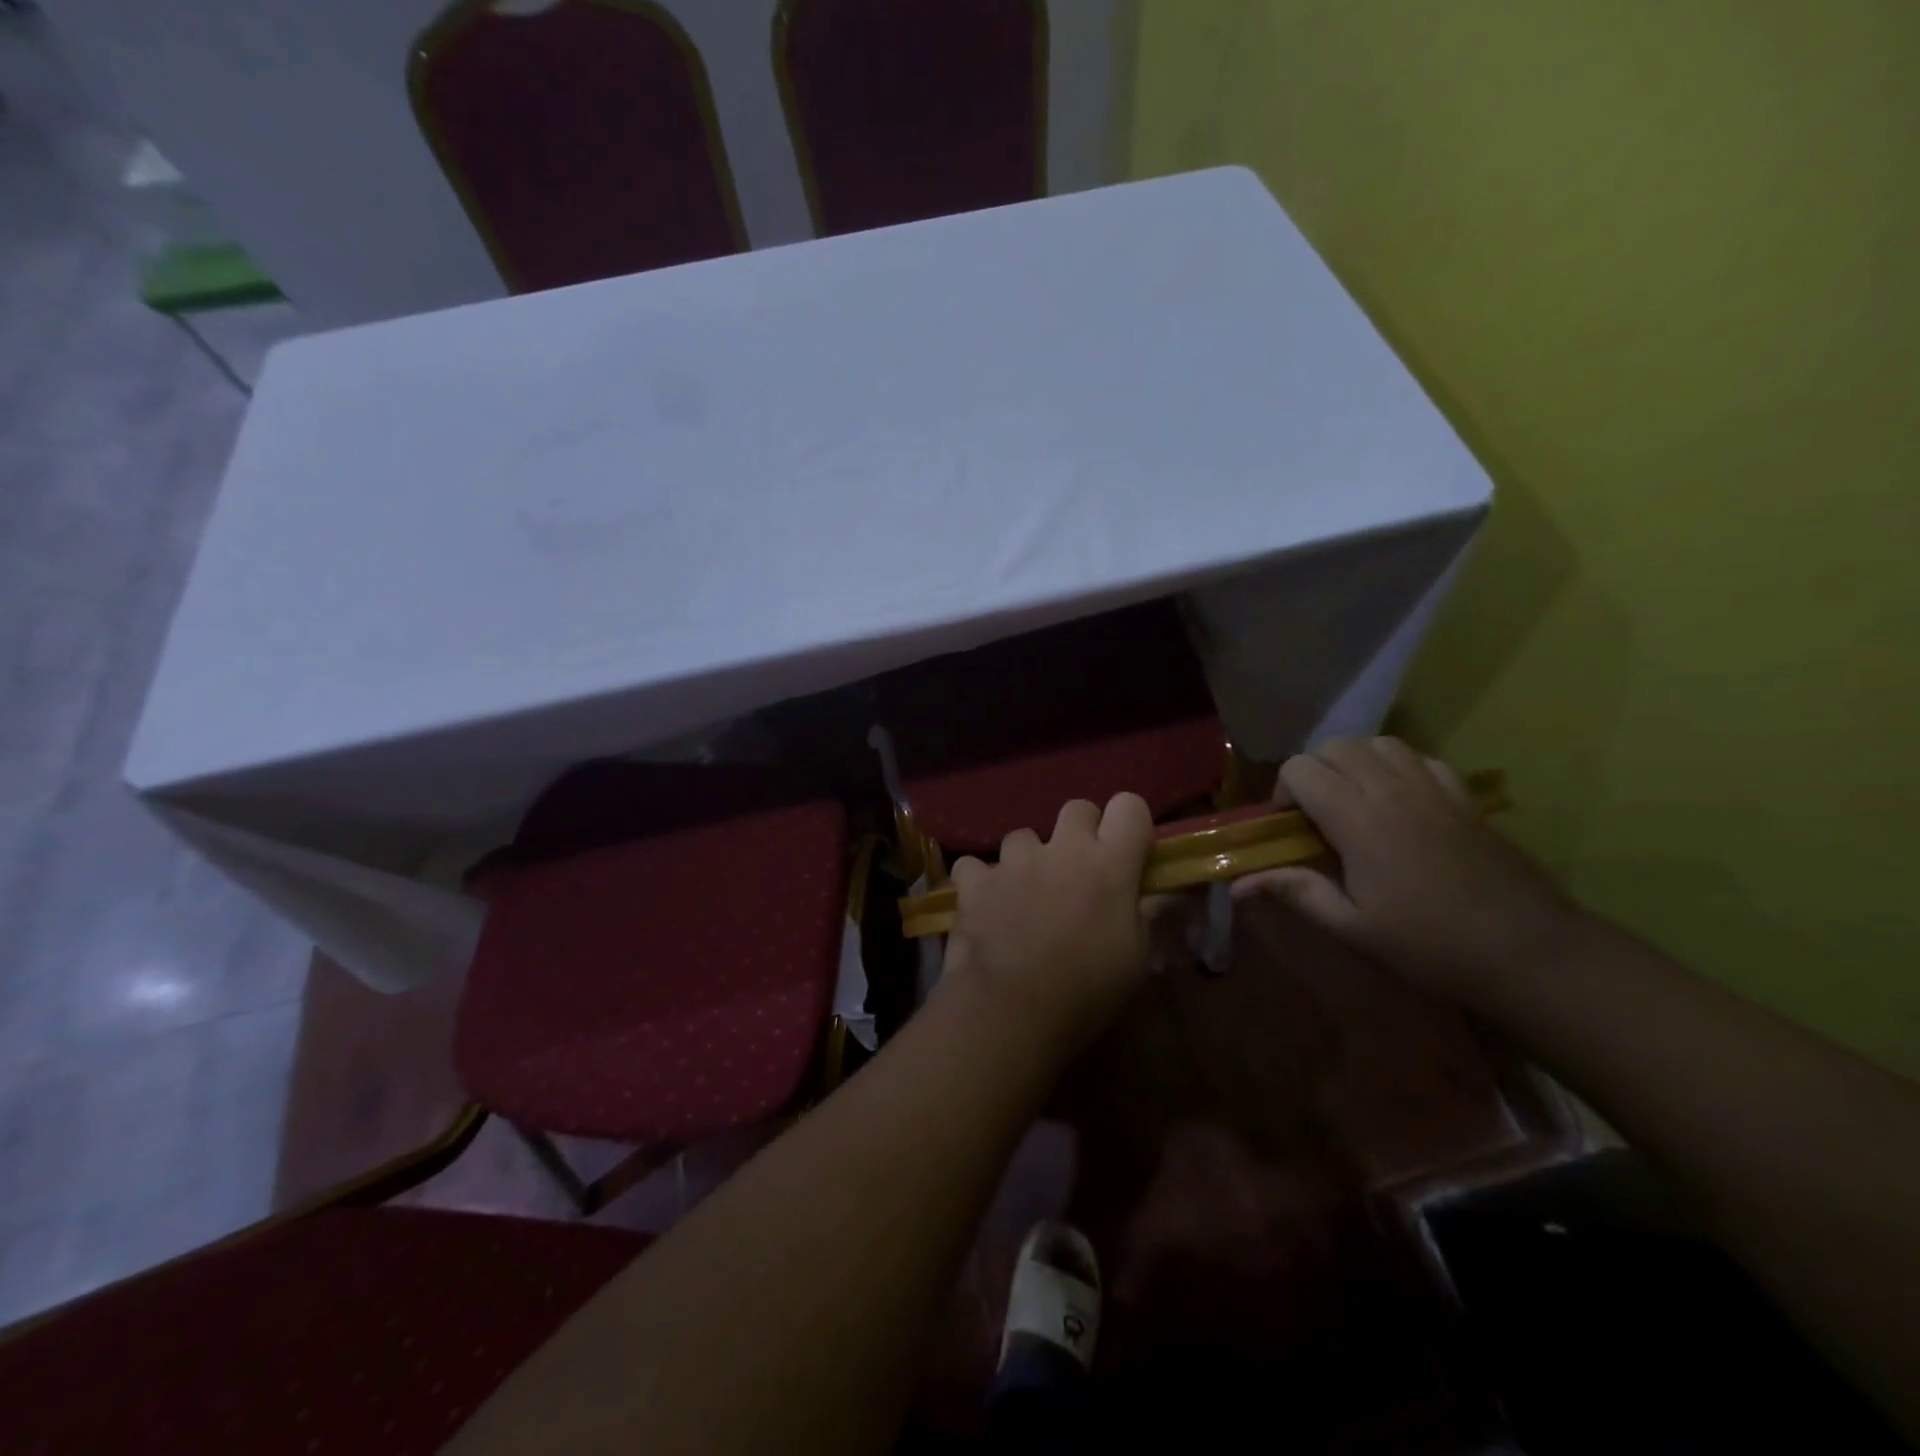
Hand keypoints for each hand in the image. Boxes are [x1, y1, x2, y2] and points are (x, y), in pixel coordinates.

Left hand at [943, 793, 1156, 1062]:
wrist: (1011, 1010)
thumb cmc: (1087, 991)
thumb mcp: (1137, 959)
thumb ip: (1141, 913)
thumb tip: (1142, 894)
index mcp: (1109, 864)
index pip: (1129, 806)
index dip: (1129, 823)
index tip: (1127, 851)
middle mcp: (1062, 849)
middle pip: (1077, 809)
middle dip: (1080, 832)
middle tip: (1078, 871)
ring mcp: (1014, 860)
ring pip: (1024, 836)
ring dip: (1028, 859)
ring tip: (1025, 896)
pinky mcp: (975, 879)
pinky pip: (976, 865)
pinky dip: (981, 882)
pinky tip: (985, 907)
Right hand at [1232, 737, 1588, 996]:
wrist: (1529, 951)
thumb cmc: (1430, 944)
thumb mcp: (1353, 926)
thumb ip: (1296, 892)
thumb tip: (1239, 884)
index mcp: (1358, 818)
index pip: (1301, 769)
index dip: (1284, 792)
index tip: (1290, 828)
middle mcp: (1392, 789)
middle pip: (1336, 746)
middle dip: (1314, 770)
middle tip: (1317, 813)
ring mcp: (1433, 788)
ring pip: (1379, 743)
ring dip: (1355, 761)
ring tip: (1354, 800)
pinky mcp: (1464, 796)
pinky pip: (1420, 758)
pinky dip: (1398, 767)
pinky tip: (1400, 802)